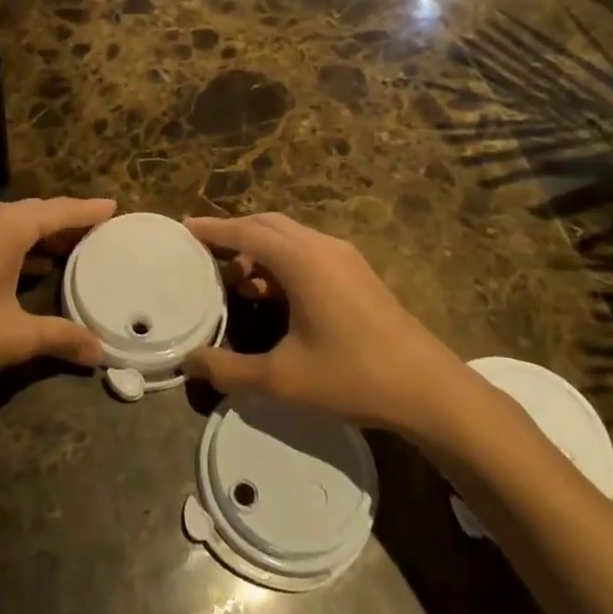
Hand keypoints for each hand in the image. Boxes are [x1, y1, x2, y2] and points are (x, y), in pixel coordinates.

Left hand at [0, 197, 114, 391]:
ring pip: (14, 227)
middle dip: (68, 223)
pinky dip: (20, 250)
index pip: (60, 211)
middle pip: (37, 214)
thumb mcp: (15, 337)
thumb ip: (60, 339)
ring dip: (42, 238)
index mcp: (8, 226)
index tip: (114, 206)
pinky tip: (31, 271)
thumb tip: (100, 352)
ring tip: (72, 251)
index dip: (88, 210)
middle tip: (99, 232)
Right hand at [183, 213, 464, 432]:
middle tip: (204, 254)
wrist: (428, 389)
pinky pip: (308, 251)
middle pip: (268, 225)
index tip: (184, 227)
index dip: (213, 229)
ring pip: (290, 237)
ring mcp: (344, 258)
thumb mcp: (282, 379)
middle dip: (234, 234)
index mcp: (302, 261)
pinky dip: (281, 260)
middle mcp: (322, 247)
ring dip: (259, 249)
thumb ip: (229, 370)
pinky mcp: (357, 273)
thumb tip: (188, 363)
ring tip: (236, 282)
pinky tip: (273, 295)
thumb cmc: (352, 376)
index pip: (246, 232)